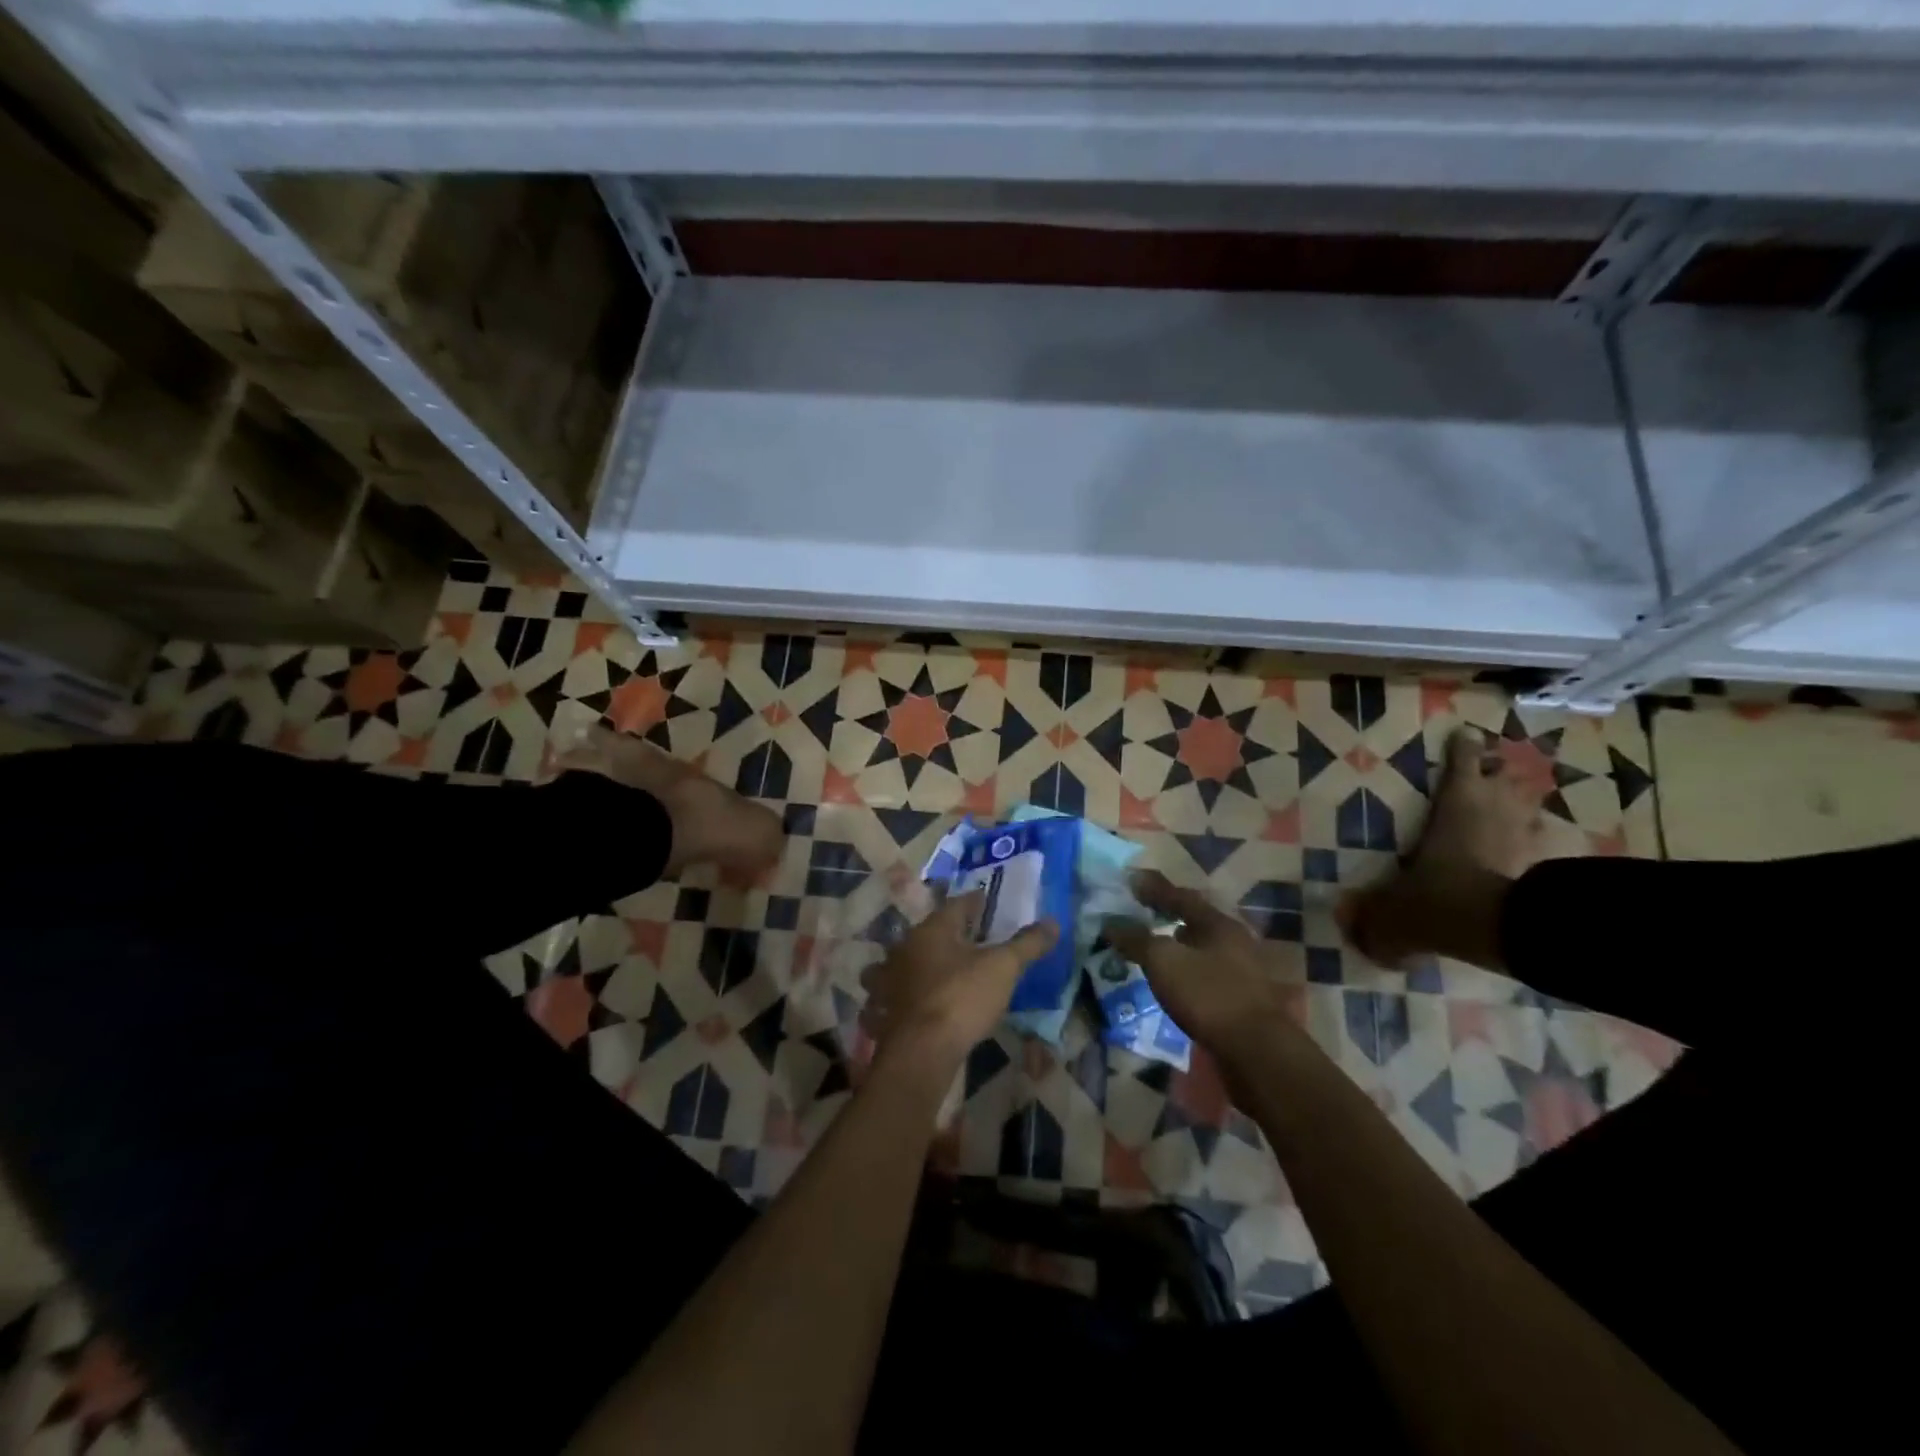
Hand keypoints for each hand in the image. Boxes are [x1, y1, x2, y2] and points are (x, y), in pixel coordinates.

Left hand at [862, 892, 1058, 1064]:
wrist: (921, 1052)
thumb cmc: (962, 998)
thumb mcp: (1003, 968)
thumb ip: (1026, 944)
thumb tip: (1053, 922)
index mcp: (933, 930)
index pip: (955, 905)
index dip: (973, 903)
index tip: (985, 902)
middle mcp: (905, 948)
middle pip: (927, 932)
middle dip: (944, 933)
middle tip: (966, 938)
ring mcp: (888, 979)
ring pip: (899, 962)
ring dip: (913, 964)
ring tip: (931, 971)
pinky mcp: (882, 1011)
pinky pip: (890, 996)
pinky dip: (899, 997)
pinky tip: (909, 1006)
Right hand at [1104, 871, 1298, 1070]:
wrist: (1257, 1052)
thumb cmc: (1209, 996)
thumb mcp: (1164, 962)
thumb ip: (1136, 939)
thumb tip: (1110, 923)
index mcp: (1219, 924)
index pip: (1182, 897)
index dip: (1155, 888)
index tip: (1132, 879)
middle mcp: (1235, 941)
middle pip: (1197, 919)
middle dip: (1169, 913)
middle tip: (1142, 909)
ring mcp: (1242, 971)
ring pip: (1203, 947)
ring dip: (1178, 942)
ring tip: (1154, 943)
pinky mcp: (1241, 999)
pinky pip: (1206, 972)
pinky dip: (1185, 968)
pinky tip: (1174, 979)